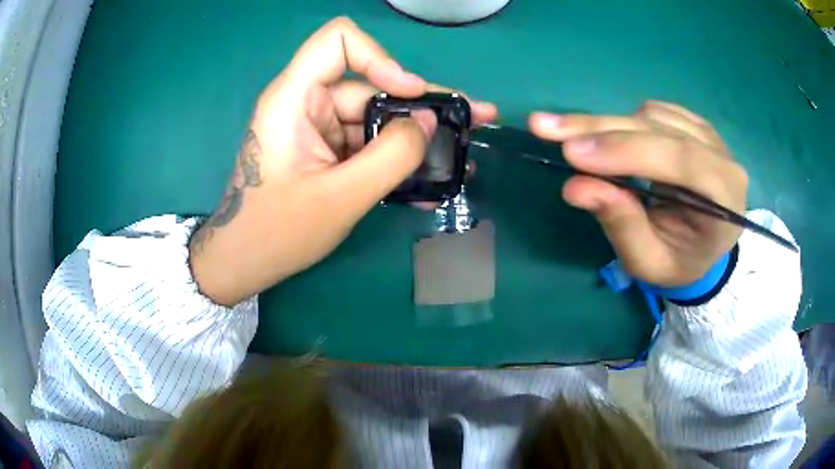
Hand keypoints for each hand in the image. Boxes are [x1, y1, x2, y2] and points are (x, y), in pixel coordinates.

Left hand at [190, 17, 496, 305]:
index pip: (338, 42)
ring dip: (416, 138)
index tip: (410, 93)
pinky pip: (367, 143)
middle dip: (423, 104)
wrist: (244, 262)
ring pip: (375, 117)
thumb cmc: (277, 232)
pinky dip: (395, 158)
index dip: (380, 58)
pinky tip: (429, 180)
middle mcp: (306, 103)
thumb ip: (392, 156)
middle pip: (370, 85)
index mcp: (294, 99)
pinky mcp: (325, 150)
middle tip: (475, 118)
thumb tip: (430, 122)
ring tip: (460, 157)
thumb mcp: (340, 197)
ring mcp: (317, 128)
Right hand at [530, 101, 746, 286]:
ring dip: (608, 125)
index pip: (680, 160)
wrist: (704, 248)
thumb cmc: (679, 261)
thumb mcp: (648, 262)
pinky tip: (608, 138)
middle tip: (545, 127)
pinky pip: (655, 111)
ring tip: (572, 140)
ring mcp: (710, 135)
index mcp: (724, 198)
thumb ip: (621, 224)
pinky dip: (624, 122)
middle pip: (661, 129)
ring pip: (652, 115)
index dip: (626, 151)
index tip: (572, 153)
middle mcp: (722, 157)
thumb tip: (576, 186)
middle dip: (602, 129)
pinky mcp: (694, 124)